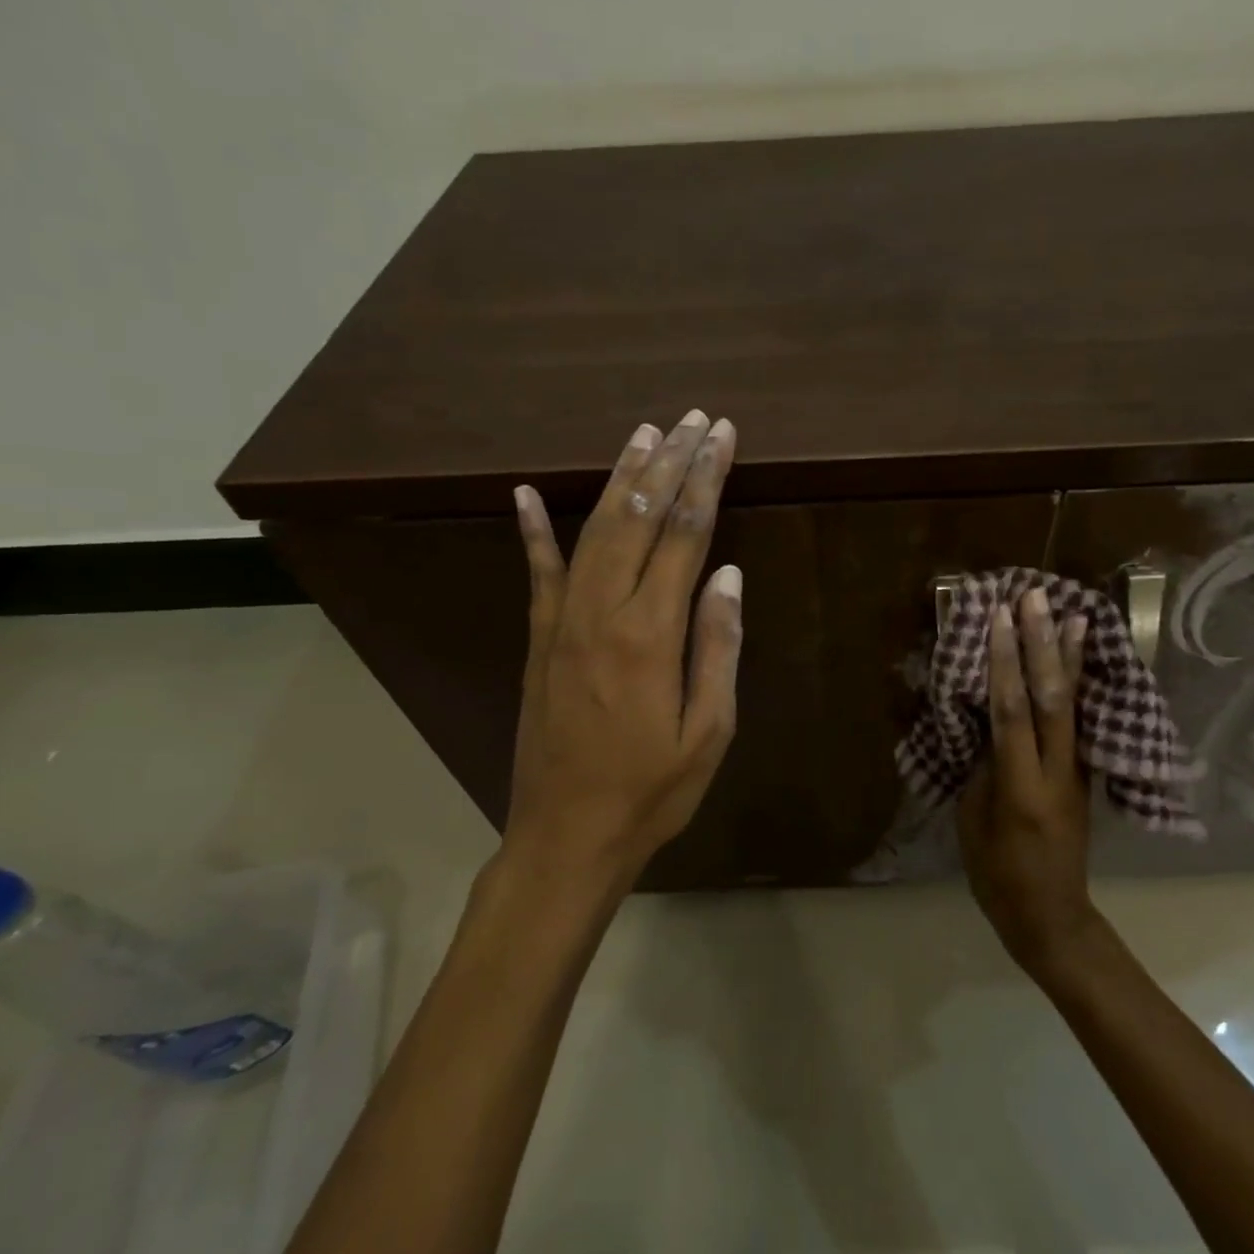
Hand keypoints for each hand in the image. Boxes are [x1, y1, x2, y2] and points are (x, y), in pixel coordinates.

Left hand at [502, 410, 742, 895]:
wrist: (567, 834)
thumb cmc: (652, 791)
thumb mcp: (709, 731)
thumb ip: (718, 647)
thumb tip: (728, 575)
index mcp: (652, 633)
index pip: (686, 534)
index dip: (706, 479)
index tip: (721, 436)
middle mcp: (603, 612)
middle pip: (641, 518)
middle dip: (670, 462)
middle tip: (692, 418)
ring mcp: (562, 622)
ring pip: (594, 531)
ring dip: (620, 479)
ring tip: (643, 434)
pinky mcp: (539, 639)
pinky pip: (536, 573)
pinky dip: (532, 530)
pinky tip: (525, 493)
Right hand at [957, 588, 1096, 968]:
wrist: (1051, 916)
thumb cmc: (998, 875)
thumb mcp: (974, 822)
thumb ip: (983, 767)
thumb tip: (988, 723)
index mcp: (1021, 787)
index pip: (1013, 712)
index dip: (1005, 662)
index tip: (999, 618)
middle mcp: (1057, 771)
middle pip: (1051, 698)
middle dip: (1043, 644)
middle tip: (1037, 597)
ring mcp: (1077, 772)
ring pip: (1073, 704)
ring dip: (1070, 656)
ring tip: (1074, 614)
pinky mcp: (1083, 775)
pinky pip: (1078, 721)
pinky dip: (1077, 685)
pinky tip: (1078, 661)